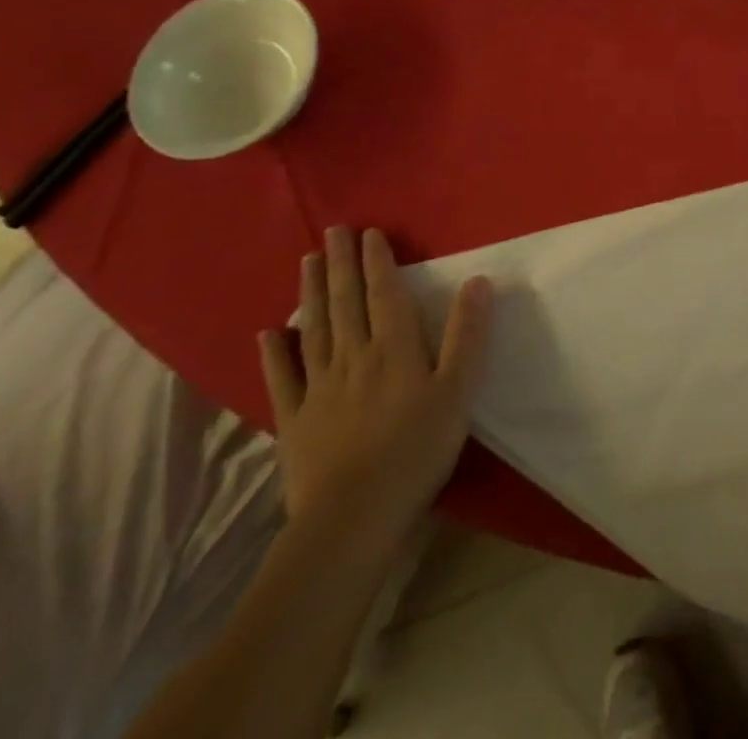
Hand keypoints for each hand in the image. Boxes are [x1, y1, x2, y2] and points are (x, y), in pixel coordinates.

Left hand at [258, 227, 492, 563]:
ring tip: (307, 261)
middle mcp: (354, 356)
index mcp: (394, 348)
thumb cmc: (416, 450)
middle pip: (346, 302)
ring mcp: (319, 387)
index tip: (369, 233)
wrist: (354, 517)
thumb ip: (466, 334)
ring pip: (314, 329)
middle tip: (334, 231)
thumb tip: (479, 281)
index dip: (377, 261)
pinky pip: (282, 379)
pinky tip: (268, 333)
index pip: (385, 294)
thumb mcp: (457, 391)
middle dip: (341, 264)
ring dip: (311, 293)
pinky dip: (274, 354)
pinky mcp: (294, 420)